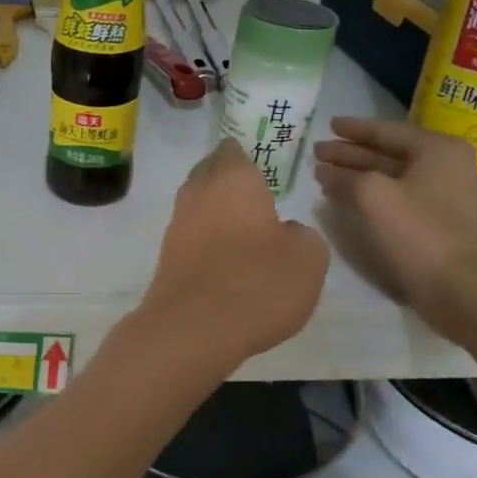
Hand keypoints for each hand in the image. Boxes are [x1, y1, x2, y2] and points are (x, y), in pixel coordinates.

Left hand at [139, 138, 329, 366]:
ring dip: (216, 209)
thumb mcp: (308, 257)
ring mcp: (177, 224)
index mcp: (233, 178)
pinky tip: (224, 254)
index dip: (246, 154)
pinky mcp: (168, 257)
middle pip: (210, 173)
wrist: (193, 328)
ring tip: (243, 223)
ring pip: (198, 203)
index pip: (234, 150)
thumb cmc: (257, 282)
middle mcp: (198, 193)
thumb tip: (286, 232)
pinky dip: (206, 237)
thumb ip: (302, 235)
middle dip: (228, 177)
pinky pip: (191, 234)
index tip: (260, 163)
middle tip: (253, 190)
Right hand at [311, 117, 476, 342]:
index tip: (328, 124)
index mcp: (437, 150)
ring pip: (392, 178)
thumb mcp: (374, 197)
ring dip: (358, 176)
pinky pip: (398, 199)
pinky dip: (371, 196)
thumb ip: (345, 177)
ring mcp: (445, 197)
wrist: (468, 293)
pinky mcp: (439, 225)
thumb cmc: (422, 235)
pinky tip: (347, 201)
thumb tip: (326, 171)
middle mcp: (446, 167)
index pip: (386, 130)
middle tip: (318, 152)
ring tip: (324, 176)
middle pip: (389, 153)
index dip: (354, 129)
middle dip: (351, 153)